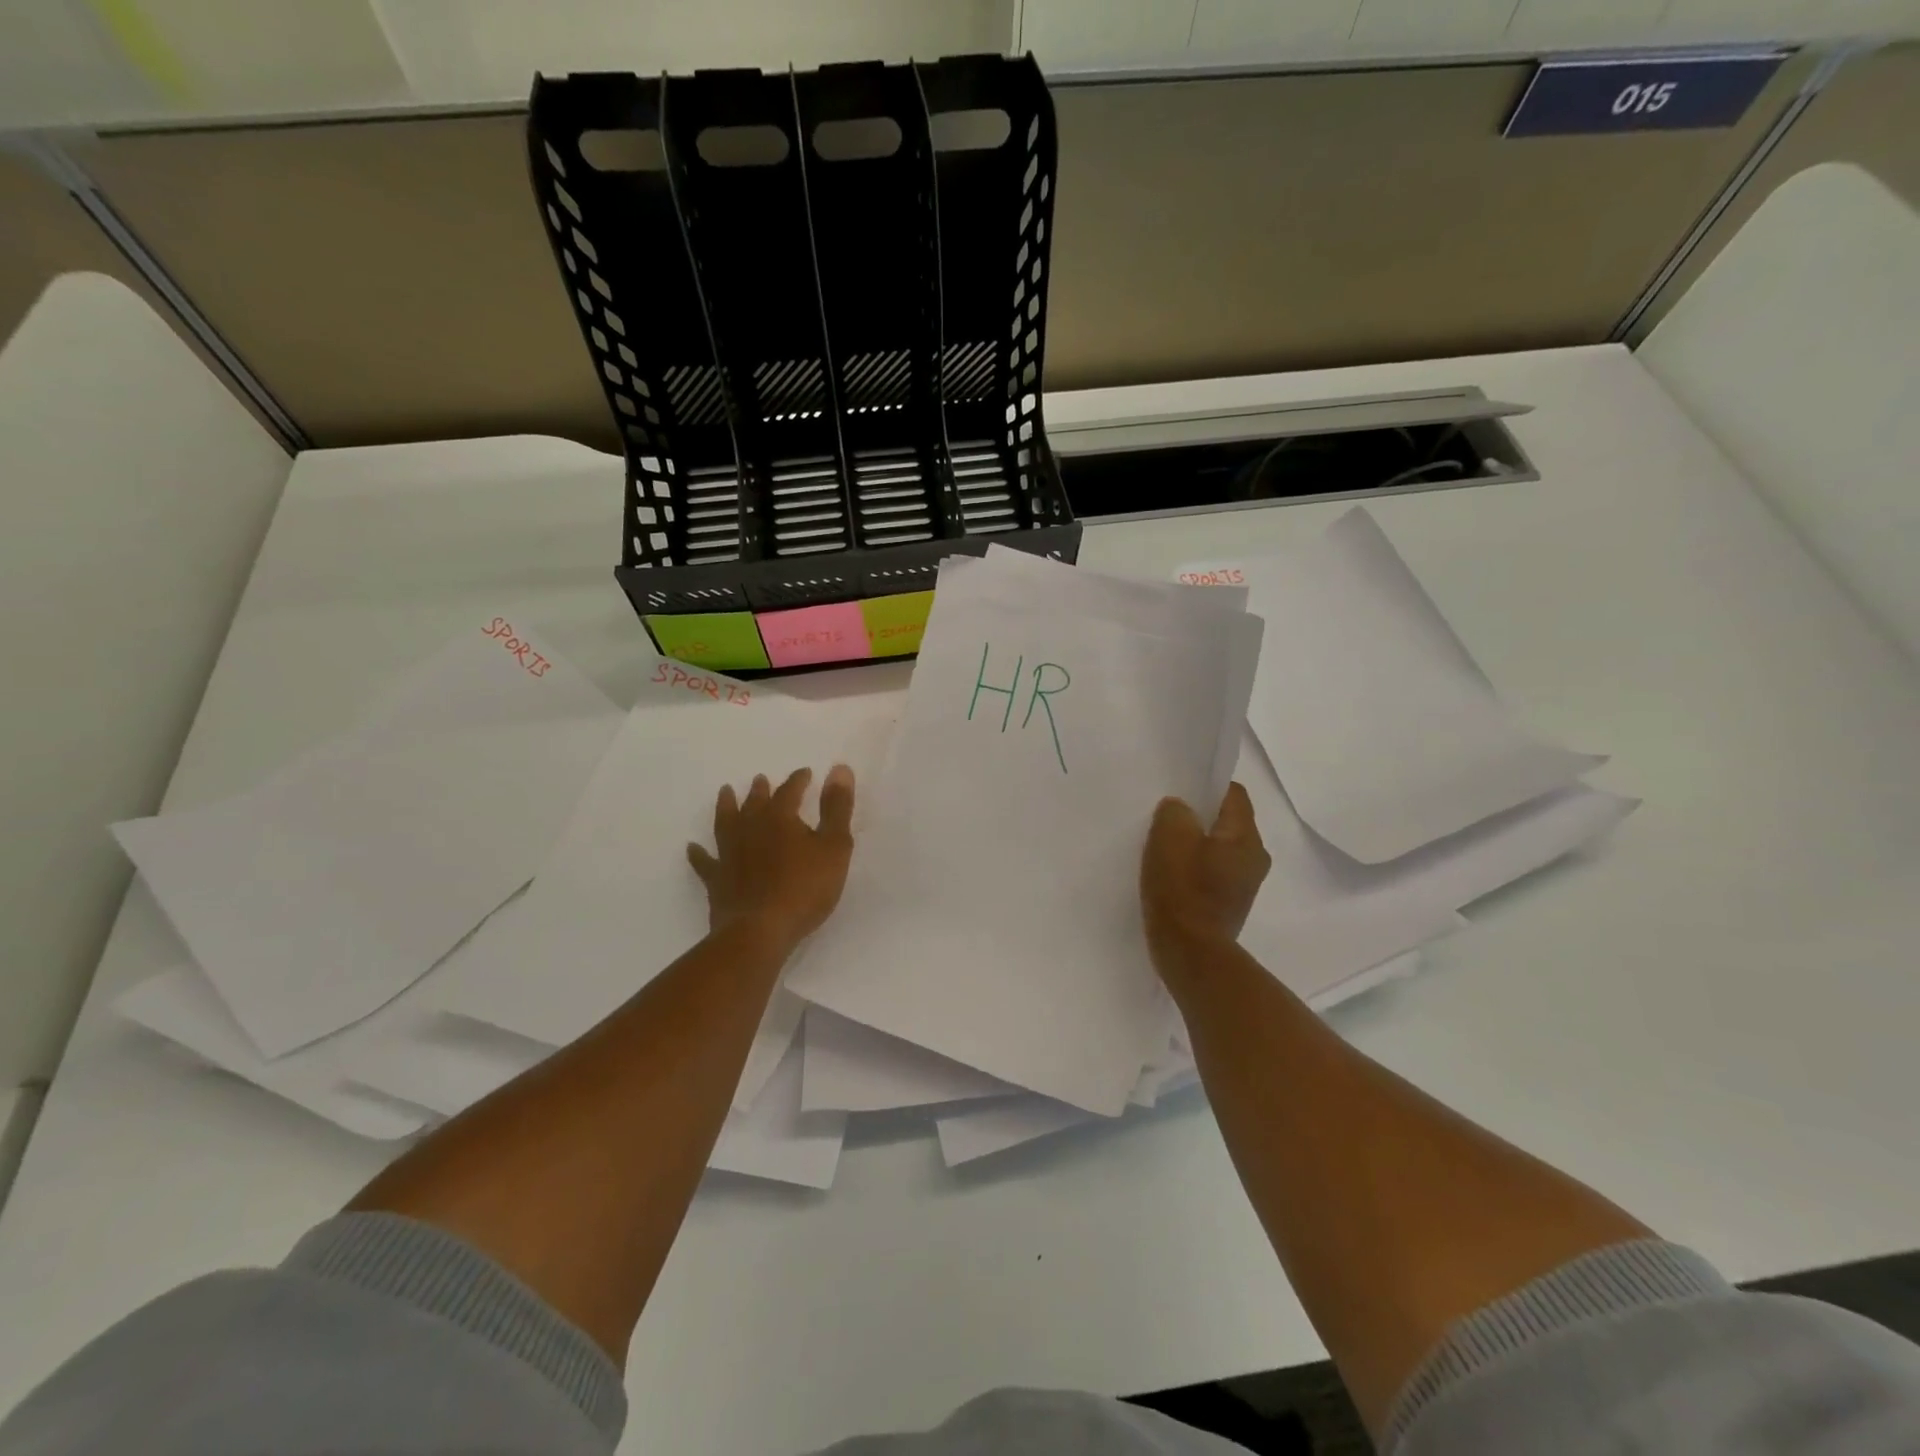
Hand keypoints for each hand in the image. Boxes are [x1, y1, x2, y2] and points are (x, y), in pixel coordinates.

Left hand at [687, 765, 855, 947]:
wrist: (760, 931)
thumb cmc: (805, 888)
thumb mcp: (834, 846)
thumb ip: (837, 807)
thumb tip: (839, 768)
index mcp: (780, 818)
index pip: (790, 791)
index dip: (798, 780)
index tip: (805, 773)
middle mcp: (750, 828)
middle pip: (754, 803)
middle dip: (760, 790)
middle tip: (760, 779)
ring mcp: (729, 854)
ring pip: (726, 822)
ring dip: (726, 806)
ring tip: (725, 792)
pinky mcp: (717, 880)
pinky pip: (705, 862)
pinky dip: (698, 854)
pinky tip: (692, 848)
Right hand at [1140, 783, 1270, 971]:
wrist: (1190, 955)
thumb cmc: (1182, 891)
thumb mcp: (1170, 836)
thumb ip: (1175, 811)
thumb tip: (1179, 810)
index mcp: (1246, 838)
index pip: (1233, 794)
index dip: (1206, 787)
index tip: (1179, 792)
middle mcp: (1254, 860)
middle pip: (1226, 823)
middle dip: (1198, 818)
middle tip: (1166, 820)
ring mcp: (1243, 886)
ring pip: (1218, 850)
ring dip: (1194, 846)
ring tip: (1163, 850)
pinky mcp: (1228, 907)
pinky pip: (1211, 874)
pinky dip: (1193, 871)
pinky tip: (1169, 877)